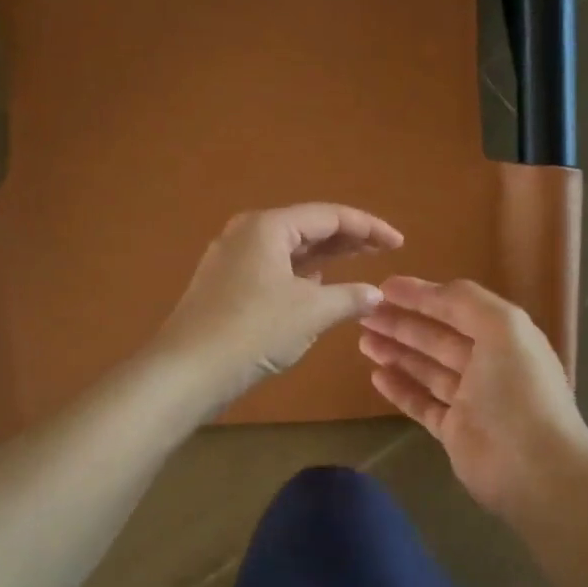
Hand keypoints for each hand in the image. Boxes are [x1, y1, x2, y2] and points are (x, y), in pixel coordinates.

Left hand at [154, 203, 403, 411]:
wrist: (188, 370)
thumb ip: (349, 298)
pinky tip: (318, 289)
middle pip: (308, 228)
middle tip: (383, 251)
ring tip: (357, 266)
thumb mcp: (311, 313)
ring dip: (324, 258)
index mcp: (268, 227)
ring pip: (289, 251)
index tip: (399, 243)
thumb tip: (376, 294)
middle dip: (348, 239)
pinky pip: (274, 270)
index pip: (329, 216)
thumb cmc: (254, 331)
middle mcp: (247, 233)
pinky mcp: (225, 286)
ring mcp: (232, 260)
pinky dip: (301, 276)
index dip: (369, 227)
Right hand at [359, 276, 587, 519]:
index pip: (456, 308)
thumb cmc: (518, 391)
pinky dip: (400, 389)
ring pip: (426, 369)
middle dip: (401, 323)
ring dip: (397, 352)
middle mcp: (488, 365)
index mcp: (505, 337)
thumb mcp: (502, 327)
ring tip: (363, 340)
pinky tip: (376, 376)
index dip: (421, 295)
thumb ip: (466, 301)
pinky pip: (422, 404)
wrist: (535, 468)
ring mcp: (471, 400)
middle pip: (437, 338)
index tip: (383, 287)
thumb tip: (429, 290)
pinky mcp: (455, 431)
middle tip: (363, 313)